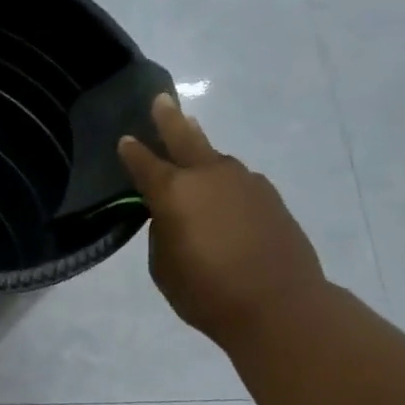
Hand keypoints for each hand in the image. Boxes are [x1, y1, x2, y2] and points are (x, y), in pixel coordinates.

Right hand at [118, 94, 327, 348]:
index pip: (144, 164)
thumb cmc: (206, 292)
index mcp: (174, 193)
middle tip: (162, 100)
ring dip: (200, 149)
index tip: (125, 140)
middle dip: (170, 119)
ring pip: (215, 158)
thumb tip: (174, 215)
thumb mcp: (164, 267)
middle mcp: (209, 176)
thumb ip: (163, 232)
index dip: (132, 152)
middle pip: (185, 137)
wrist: (279, 304)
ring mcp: (244, 182)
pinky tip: (222, 194)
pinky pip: (237, 180)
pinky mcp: (269, 195)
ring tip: (191, 142)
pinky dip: (224, 181)